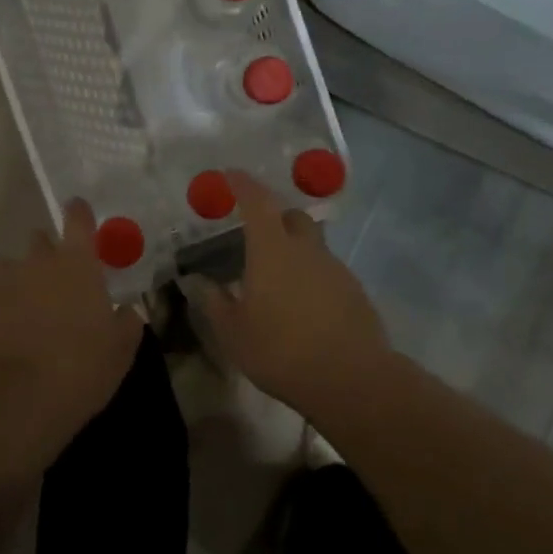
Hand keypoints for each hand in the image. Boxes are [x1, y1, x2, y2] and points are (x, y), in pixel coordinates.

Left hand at [0, 200, 144, 475]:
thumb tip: (127, 310)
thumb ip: (127, 322)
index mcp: (78, 263)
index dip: (79, 213)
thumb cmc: (81, 368)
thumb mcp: (121, 350)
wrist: (18, 397)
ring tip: (27, 308)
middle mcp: (39, 261)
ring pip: (10, 266)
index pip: (78, 219)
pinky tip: (3, 328)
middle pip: (40, 240)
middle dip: (49, 253)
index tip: (79, 211)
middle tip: (59, 281)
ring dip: (20, 279)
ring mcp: (3, 280)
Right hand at [195, 171, 389, 417]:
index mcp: (272, 250)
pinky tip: (303, 306)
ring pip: (312, 245)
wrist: (351, 378)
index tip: (232, 175)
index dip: (244, 185)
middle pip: (292, 217)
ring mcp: (335, 268)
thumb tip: (197, 282)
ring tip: (278, 280)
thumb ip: (215, 303)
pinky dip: (312, 277)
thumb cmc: (281, 351)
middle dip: (274, 216)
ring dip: (294, 251)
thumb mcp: (234, 333)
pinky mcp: (355, 290)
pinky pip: (327, 271)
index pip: (258, 202)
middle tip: (256, 233)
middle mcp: (306, 249)